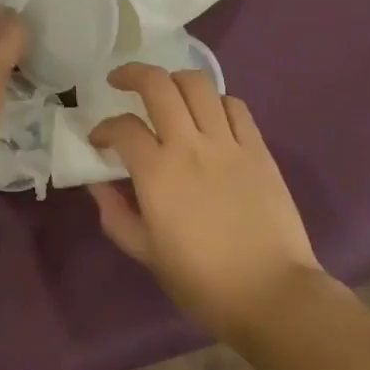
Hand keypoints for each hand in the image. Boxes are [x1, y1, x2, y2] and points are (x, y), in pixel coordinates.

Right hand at [88, 63, 322, 336]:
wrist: (272, 295)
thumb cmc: (203, 282)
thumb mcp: (147, 254)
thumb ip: (116, 215)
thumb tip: (97, 185)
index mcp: (157, 172)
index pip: (122, 128)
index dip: (104, 128)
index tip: (99, 140)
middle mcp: (189, 145)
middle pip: (157, 85)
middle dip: (132, 74)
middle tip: (119, 81)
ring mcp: (227, 143)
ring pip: (198, 85)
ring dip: (174, 79)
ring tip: (166, 91)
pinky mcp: (258, 150)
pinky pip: (235, 107)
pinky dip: (216, 101)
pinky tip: (209, 114)